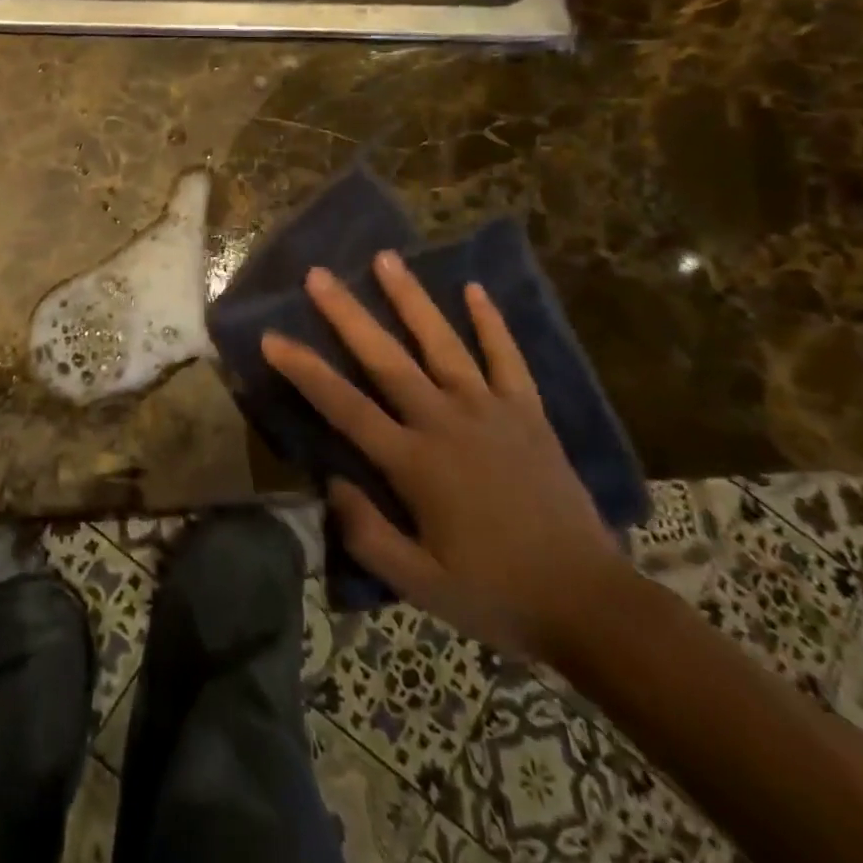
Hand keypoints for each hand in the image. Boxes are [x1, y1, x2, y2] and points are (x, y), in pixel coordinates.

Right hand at [261, 254, 622, 658]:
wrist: (590, 604)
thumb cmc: (496, 595)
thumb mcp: (420, 585)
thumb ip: (367, 534)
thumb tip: (331, 482)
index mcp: (415, 463)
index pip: (345, 406)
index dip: (304, 370)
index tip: (272, 338)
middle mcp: (446, 422)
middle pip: (386, 358)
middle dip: (348, 314)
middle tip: (319, 274)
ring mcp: (490, 411)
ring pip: (442, 343)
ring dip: (411, 299)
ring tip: (386, 258)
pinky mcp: (527, 413)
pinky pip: (507, 358)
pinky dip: (491, 323)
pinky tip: (474, 288)